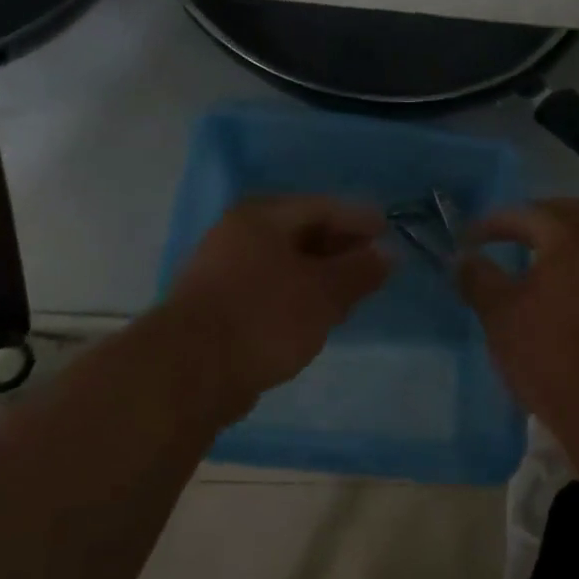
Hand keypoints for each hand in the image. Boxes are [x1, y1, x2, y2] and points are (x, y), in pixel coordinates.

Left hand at [162, 195, 391, 403]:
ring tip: (350, 294)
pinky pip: (268, 288)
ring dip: (318, 275)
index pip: (321, 207)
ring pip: (283, 263)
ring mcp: (222, 269)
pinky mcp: (217, 304)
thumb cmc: (264, 317)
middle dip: (340, 248)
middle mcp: (237, 234)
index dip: (358, 219)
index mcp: (261, 216)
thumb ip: (359, 271)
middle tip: (373, 265)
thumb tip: (387, 254)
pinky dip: (296, 295)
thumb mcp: (323, 293)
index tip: (388, 233)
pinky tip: (313, 316)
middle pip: (300, 232)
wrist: (190, 371)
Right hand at [459, 198, 578, 432]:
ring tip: (530, 251)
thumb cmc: (547, 351)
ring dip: (561, 233)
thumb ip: (478, 278)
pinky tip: (556, 277)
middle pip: (567, 211)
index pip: (526, 214)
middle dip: (533, 217)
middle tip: (504, 233)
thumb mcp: (499, 313)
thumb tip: (462, 259)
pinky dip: (578, 253)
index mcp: (568, 237)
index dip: (493, 223)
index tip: (469, 239)